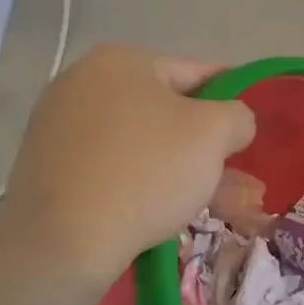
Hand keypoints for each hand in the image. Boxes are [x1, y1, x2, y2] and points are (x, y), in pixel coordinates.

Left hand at [0, 45, 255, 282]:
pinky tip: (180, 214)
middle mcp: (84, 86)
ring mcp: (62, 130)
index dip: (232, 100)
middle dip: (212, 150)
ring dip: (189, 174)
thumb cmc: (146, 171)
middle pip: (170, 114)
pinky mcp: (51, 172)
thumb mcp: (214, 132)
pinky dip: (151, 187)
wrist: (62, 243)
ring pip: (147, 148)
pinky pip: (117, 171)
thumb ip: (238, 116)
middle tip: (245, 182)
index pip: (197, 73)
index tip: (252, 129)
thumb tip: (233, 124)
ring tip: (229, 209)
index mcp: (121, 62)